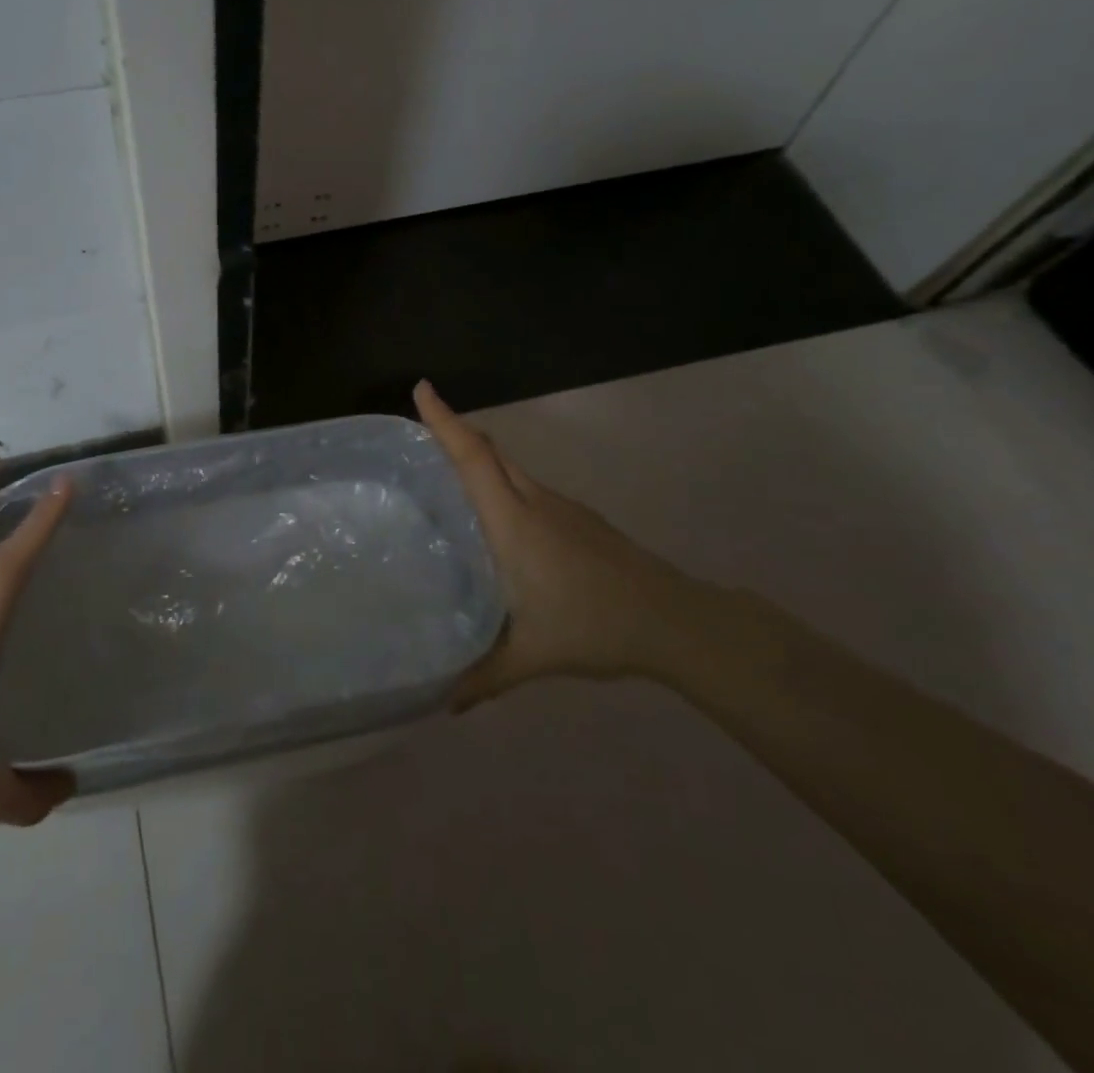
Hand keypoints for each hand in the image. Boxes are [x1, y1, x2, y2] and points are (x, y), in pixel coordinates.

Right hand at [415, 381, 697, 704]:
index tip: (422, 388)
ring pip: (511, 468)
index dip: (445, 421)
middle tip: (420, 431)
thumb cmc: (594, 627)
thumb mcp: (532, 656)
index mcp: (513, 522)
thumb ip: (483, 677)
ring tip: (448, 477)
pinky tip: (499, 522)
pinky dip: (503, 484)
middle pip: (489, 452)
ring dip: (480, 459)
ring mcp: (561, 507)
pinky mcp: (579, 519)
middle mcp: (534, 502)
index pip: (472, 458)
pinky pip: (528, 487)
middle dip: (455, 431)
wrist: (673, 620)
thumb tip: (445, 705)